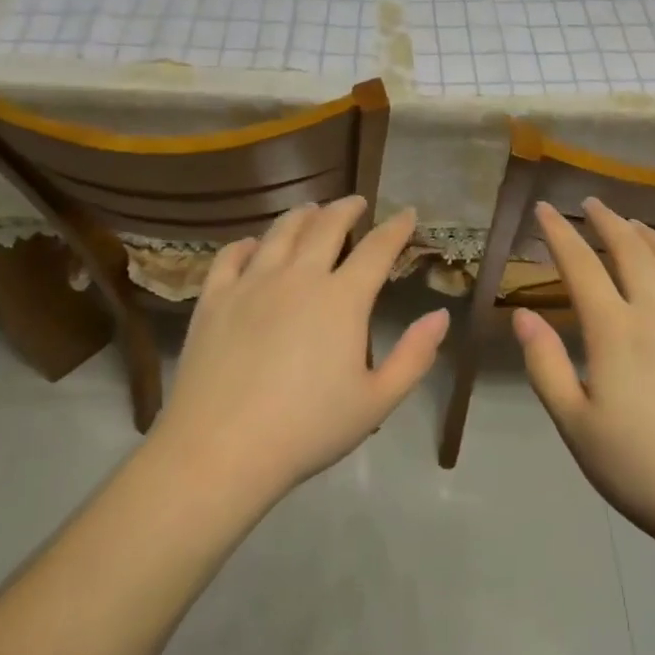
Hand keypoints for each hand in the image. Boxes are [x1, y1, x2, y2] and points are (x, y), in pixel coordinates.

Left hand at [155, 197, 447, 502]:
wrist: (220, 450)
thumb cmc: (307, 429)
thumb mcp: (376, 401)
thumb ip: (414, 356)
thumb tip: (441, 315)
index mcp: (342, 299)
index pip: (377, 248)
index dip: (395, 227)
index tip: (407, 213)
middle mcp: (299, 277)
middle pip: (326, 226)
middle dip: (346, 209)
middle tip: (356, 203)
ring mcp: (252, 283)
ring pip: (280, 232)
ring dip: (301, 215)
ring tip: (311, 209)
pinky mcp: (214, 299)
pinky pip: (231, 256)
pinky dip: (247, 243)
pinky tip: (253, 245)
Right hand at [513, 198, 654, 550]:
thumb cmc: (645, 469)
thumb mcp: (576, 426)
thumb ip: (546, 365)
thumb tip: (523, 314)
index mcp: (615, 330)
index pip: (581, 265)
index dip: (559, 232)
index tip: (545, 208)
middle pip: (631, 249)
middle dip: (607, 221)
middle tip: (592, 204)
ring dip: (650, 235)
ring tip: (635, 225)